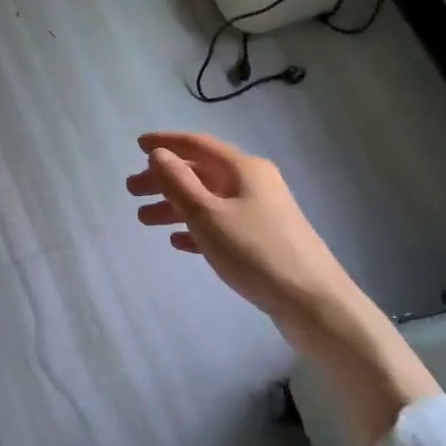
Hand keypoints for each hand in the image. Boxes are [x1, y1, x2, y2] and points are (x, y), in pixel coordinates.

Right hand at [125, 132, 360, 354]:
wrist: (313, 302)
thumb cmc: (256, 252)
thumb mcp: (208, 215)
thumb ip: (178, 182)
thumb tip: (158, 154)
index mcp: (243, 168)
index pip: (197, 145)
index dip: (166, 143)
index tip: (137, 145)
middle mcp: (254, 182)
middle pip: (201, 172)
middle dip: (165, 179)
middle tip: (132, 190)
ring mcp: (261, 212)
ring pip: (209, 199)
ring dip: (176, 205)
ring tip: (144, 220)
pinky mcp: (264, 239)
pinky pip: (222, 224)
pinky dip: (197, 227)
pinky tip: (178, 242)